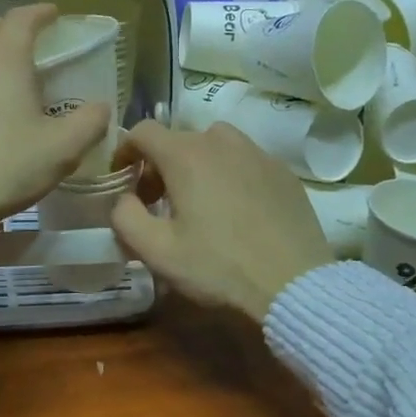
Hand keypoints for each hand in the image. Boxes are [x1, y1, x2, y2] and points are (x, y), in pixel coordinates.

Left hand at [0, 4, 112, 225]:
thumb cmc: (7, 166)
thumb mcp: (63, 148)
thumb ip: (90, 122)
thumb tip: (102, 107)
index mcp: (4, 61)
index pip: (22, 19)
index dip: (41, 13)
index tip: (54, 15)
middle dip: (7, 27)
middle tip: (29, 46)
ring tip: (7, 83)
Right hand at [111, 120, 334, 321]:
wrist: (293, 284)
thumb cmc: (218, 267)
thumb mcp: (157, 251)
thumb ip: (125, 217)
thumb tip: (123, 199)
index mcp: (185, 155)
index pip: (143, 131)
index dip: (125, 150)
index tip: (122, 178)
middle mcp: (221, 142)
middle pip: (179, 139)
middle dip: (159, 165)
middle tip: (157, 202)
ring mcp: (257, 153)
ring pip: (215, 144)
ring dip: (197, 164)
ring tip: (199, 200)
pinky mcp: (283, 172)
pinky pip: (246, 160)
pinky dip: (230, 174)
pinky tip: (237, 209)